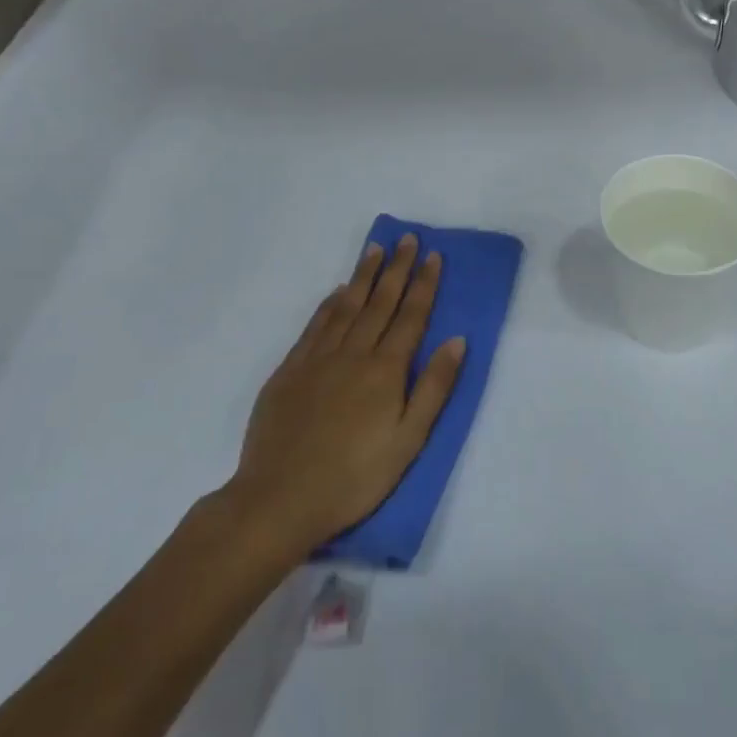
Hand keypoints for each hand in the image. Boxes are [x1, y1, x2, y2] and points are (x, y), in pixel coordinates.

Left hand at [222, 236, 465, 560]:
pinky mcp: (289, 371)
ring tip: (375, 250)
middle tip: (406, 238)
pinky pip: (315, 326)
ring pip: (346, 306)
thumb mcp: (409, 440)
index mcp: (386, 370)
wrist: (279, 498)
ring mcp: (318, 359)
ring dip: (363, 276)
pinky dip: (329, 304)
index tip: (433, 256)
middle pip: (380, 302)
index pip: (411, 316)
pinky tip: (337, 293)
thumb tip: (457, 340)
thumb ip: (434, 387)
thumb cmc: (355, 477)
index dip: (424, 284)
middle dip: (397, 268)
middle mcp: (353, 353)